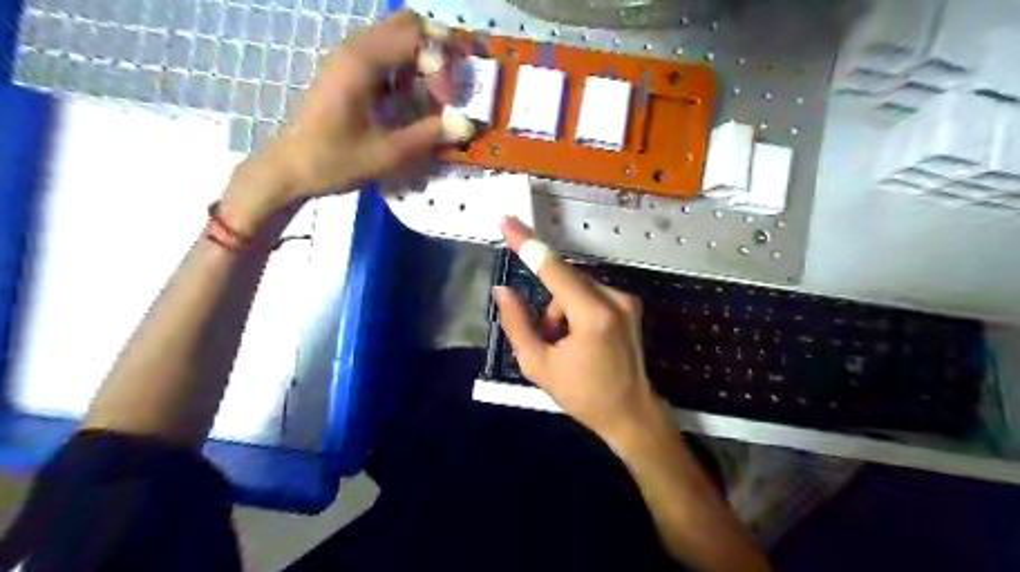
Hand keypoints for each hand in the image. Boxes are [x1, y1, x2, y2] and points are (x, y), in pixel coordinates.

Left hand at [220, 11, 474, 234]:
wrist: (290, 169)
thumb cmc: (334, 161)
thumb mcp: (387, 153)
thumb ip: (429, 136)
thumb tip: (468, 125)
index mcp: (362, 62)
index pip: (416, 37)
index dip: (442, 64)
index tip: (449, 101)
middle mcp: (355, 48)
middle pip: (408, 25)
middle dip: (439, 50)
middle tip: (455, 82)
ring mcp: (350, 57)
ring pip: (397, 35)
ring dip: (424, 57)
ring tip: (438, 91)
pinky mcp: (348, 70)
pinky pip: (386, 52)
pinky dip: (409, 66)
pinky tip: (413, 95)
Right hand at [493, 218, 666, 440]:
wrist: (631, 413)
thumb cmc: (583, 395)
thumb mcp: (538, 365)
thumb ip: (517, 324)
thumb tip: (503, 290)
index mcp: (592, 314)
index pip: (553, 268)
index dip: (527, 243)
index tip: (508, 221)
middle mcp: (614, 298)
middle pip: (564, 281)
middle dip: (549, 307)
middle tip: (549, 340)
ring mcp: (626, 300)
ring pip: (576, 288)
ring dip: (562, 310)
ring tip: (567, 346)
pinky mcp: (629, 304)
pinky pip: (590, 294)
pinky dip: (576, 310)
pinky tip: (582, 339)